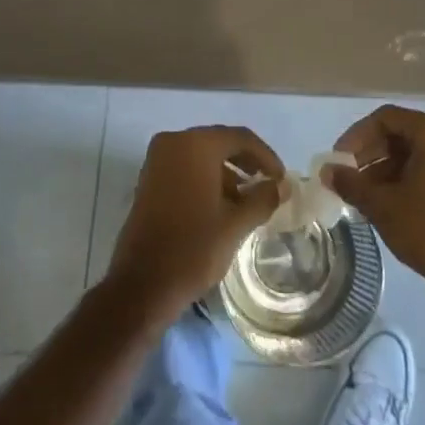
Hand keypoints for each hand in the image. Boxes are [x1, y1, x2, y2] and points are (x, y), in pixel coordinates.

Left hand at [106, 126, 283, 325]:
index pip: (240, 138)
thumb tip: (282, 185)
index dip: (265, 156)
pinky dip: (205, 179)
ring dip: (226, 172)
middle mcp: (173, 142)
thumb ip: (263, 198)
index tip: (281, 179)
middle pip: (219, 143)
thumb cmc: (193, 249)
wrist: (142, 286)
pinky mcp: (148, 180)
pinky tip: (220, 205)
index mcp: (195, 145)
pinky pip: (184, 168)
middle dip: (246, 162)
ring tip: (246, 200)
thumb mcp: (235, 224)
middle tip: (266, 185)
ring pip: (201, 156)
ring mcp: (157, 160)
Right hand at [325, 105, 424, 313]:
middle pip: (403, 133)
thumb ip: (351, 183)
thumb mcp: (383, 206)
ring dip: (387, 168)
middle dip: (371, 154)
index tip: (339, 160)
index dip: (357, 136)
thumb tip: (326, 171)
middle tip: (348, 177)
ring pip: (417, 151)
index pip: (386, 119)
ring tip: (363, 194)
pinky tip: (388, 200)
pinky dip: (408, 176)